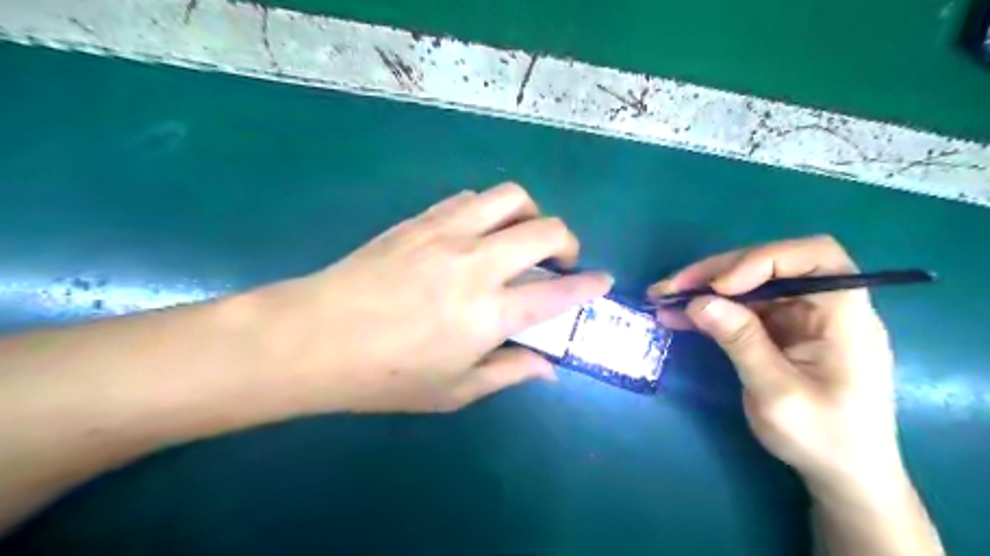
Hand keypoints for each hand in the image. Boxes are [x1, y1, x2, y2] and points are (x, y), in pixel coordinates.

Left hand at [254, 185, 611, 415]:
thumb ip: (508, 372)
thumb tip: (547, 367)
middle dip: (567, 241)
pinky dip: (489, 210)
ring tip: (522, 236)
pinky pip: (469, 198)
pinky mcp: (421, 220)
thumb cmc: (386, 376)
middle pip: (545, 230)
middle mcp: (477, 264)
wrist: (315, 337)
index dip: (589, 285)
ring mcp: (447, 234)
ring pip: (510, 197)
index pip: (558, 293)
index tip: (602, 281)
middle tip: (561, 260)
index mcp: (489, 313)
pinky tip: (478, 232)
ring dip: (530, 214)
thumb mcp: (454, 391)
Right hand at [656, 236, 903, 491]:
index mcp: (843, 316)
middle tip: (671, 288)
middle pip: (769, 266)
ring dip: (703, 289)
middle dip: (716, 273)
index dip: (765, 260)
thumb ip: (741, 342)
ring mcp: (795, 318)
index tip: (721, 286)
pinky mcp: (775, 332)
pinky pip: (738, 310)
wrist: (840, 474)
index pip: (815, 257)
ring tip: (661, 298)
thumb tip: (699, 302)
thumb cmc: (823, 438)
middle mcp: (821, 307)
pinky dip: (707, 310)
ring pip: (746, 286)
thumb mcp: (778, 394)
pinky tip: (676, 316)